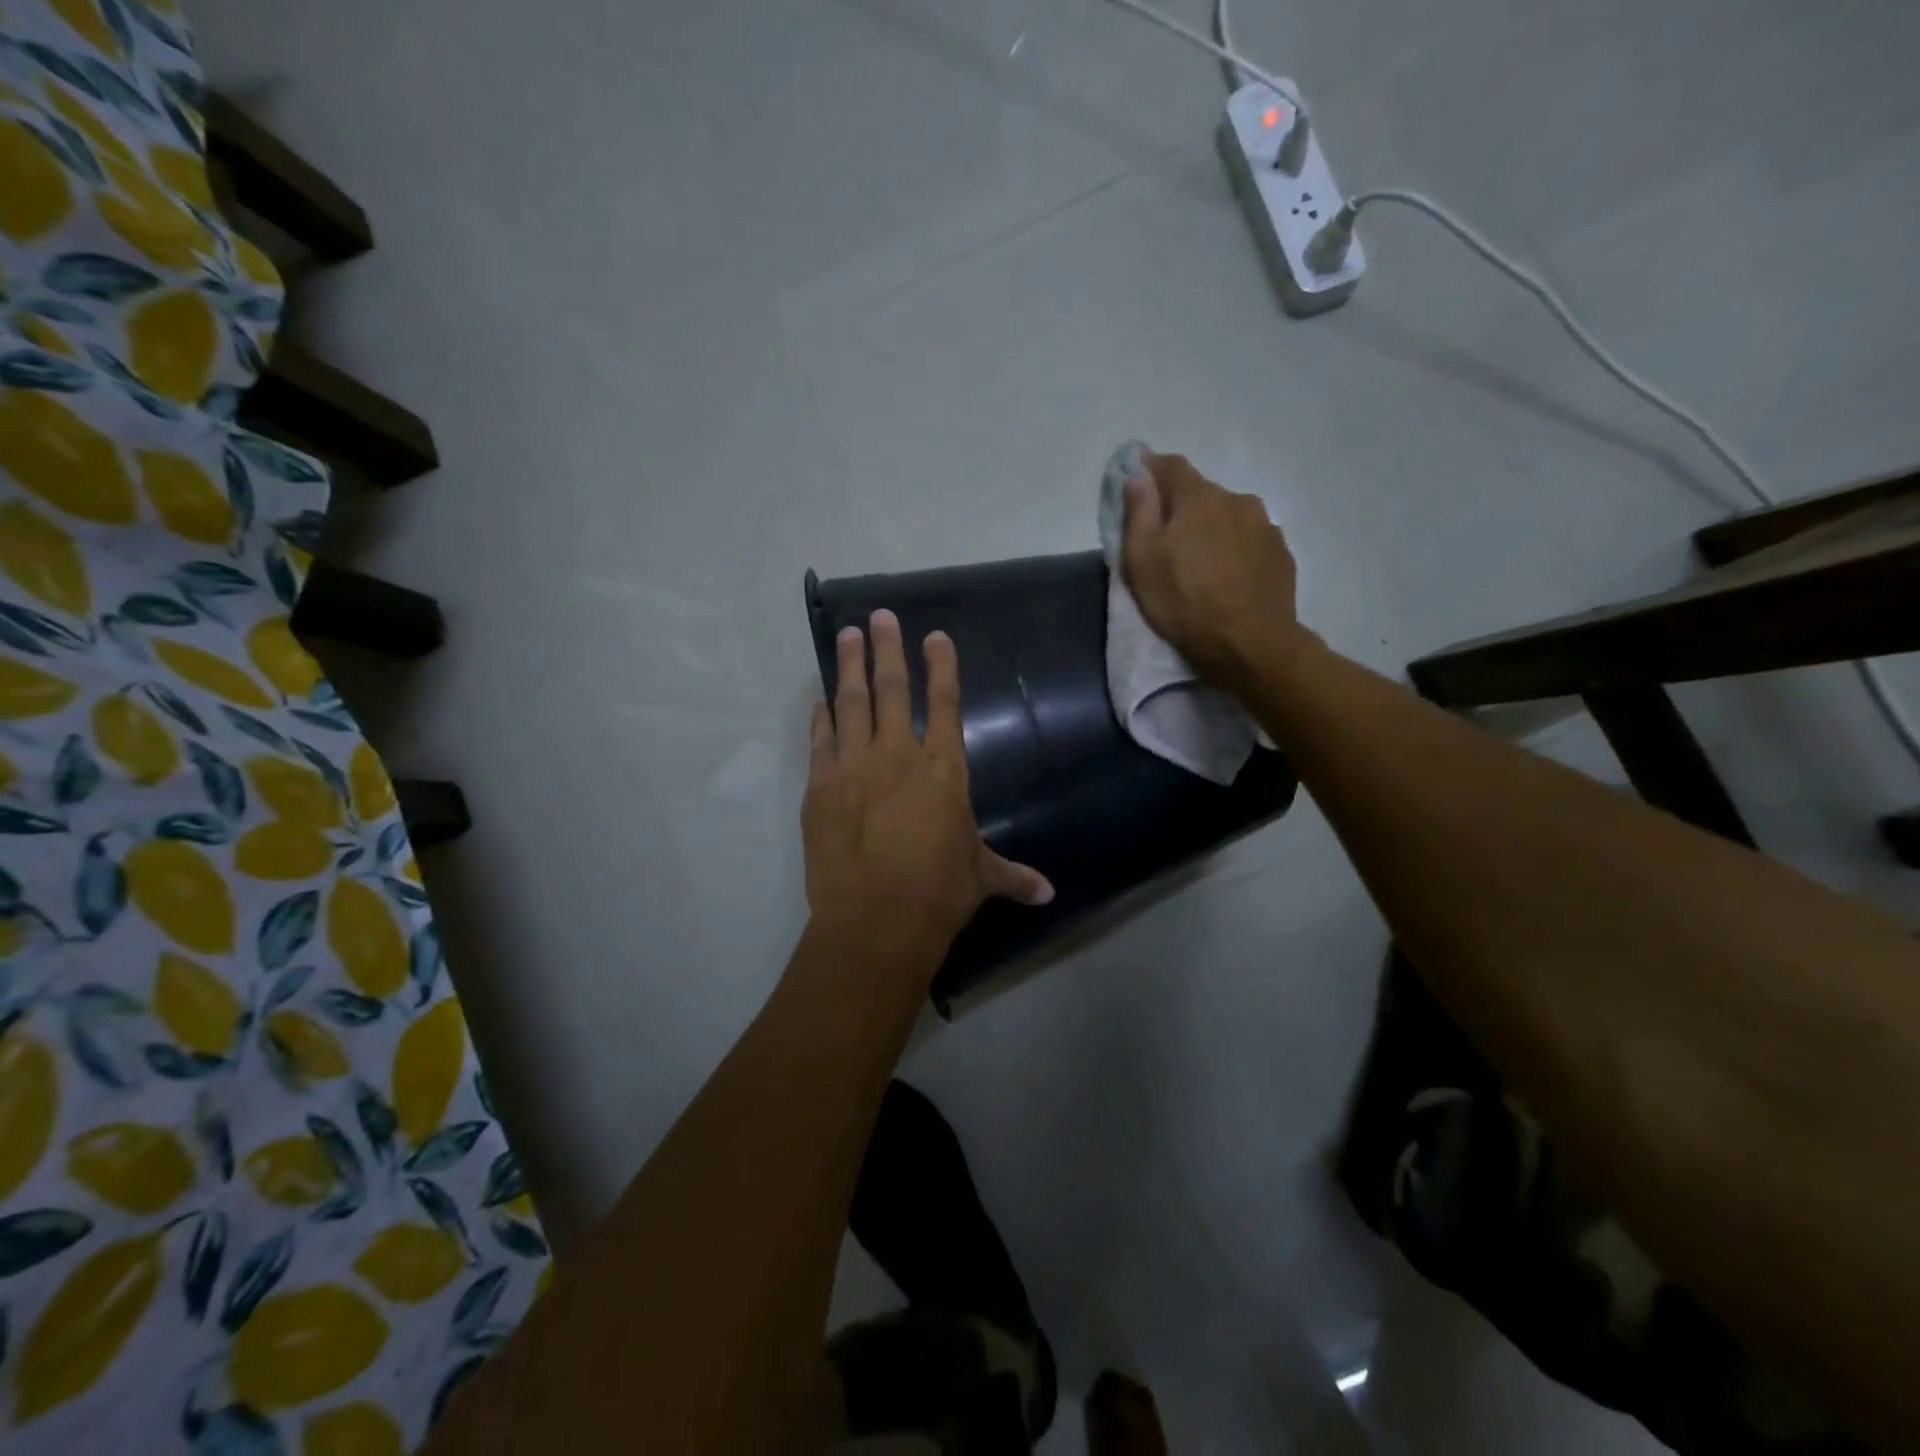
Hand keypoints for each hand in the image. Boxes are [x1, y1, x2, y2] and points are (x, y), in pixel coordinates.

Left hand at [803, 610, 1052, 962]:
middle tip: (880, 616)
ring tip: (848, 634)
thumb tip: (1050, 894)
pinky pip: (821, 740)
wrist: (876, 919)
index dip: (941, 666)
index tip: (934, 636)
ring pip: (851, 703)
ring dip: (850, 666)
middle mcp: (899, 755)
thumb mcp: (980, 878)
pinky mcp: (820, 785)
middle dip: (888, 649)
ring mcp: (855, 766)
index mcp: (943, 769)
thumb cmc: (938, 892)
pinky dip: (821, 717)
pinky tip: (819, 698)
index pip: (944, 703)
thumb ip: (1012, 876)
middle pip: (892, 689)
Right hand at [1121, 451, 1307, 688]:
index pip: (1171, 465)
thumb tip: (1137, 476)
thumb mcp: (1142, 561)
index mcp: (1199, 497)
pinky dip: (1236, 550)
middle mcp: (1237, 499)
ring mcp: (1266, 526)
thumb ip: (1138, 513)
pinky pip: (1251, 541)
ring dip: (1213, 530)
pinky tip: (1229, 578)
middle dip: (1183, 508)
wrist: (1250, 644)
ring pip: (1230, 517)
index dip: (1151, 470)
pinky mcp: (1282, 554)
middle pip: (1202, 493)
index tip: (1138, 483)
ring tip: (1202, 563)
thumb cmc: (1185, 602)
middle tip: (1168, 540)